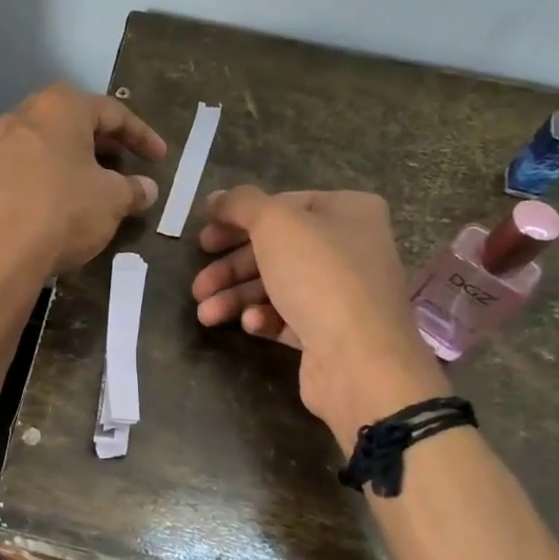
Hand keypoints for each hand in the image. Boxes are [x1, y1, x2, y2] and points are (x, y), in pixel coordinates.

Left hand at [0, 83, 166, 281]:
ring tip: (87, 186)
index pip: (112, 112)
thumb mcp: (111, 201)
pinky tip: (51, 207)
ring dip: (67, 162)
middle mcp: (21, 117)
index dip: (141, 136)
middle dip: (100, 143)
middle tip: (122, 164)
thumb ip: (133, 190)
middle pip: (70, 122)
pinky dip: (41, 183)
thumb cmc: (61, 212)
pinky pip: (18, 173)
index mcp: (59, 108)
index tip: (159, 159)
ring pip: (40, 147)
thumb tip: (146, 188)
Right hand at [191, 187, 447, 445]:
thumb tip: (216, 198)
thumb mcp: (274, 224)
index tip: (203, 237)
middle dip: (231, 267)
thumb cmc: (319, 277)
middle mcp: (351, 248)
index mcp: (348, 212)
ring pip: (277, 285)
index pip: (284, 204)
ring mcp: (343, 293)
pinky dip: (264, 318)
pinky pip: (289, 317)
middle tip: (198, 283)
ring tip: (205, 314)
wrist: (360, 361)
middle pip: (276, 249)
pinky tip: (251, 325)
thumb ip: (241, 204)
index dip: (238, 218)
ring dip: (236, 297)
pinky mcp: (332, 333)